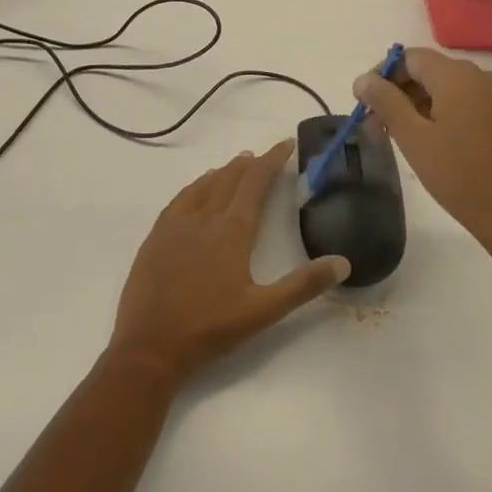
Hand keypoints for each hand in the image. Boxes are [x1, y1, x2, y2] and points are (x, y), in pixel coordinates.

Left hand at [109, 142, 350, 384]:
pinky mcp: (157, 236)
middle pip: (230, 179)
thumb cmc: (210, 328)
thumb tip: (342, 262)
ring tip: (237, 165)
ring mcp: (176, 225)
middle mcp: (204, 218)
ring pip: (204, 185)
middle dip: (250, 164)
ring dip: (224, 172)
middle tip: (264, 156)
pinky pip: (181, 199)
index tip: (285, 144)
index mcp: (232, 231)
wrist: (149, 346)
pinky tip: (198, 189)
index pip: (255, 183)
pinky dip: (196, 186)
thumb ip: (303, 285)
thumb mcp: (263, 311)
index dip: (271, 161)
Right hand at [354, 47, 491, 257]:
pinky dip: (439, 114)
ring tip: (396, 138)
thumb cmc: (460, 176)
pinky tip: (426, 142)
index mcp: (457, 75)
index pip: (409, 58)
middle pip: (427, 71)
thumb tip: (363, 79)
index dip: (382, 76)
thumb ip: (385, 102)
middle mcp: (480, 76)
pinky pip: (463, 103)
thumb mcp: (413, 138)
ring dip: (416, 106)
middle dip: (396, 93)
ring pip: (444, 89)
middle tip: (375, 127)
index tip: (364, 105)